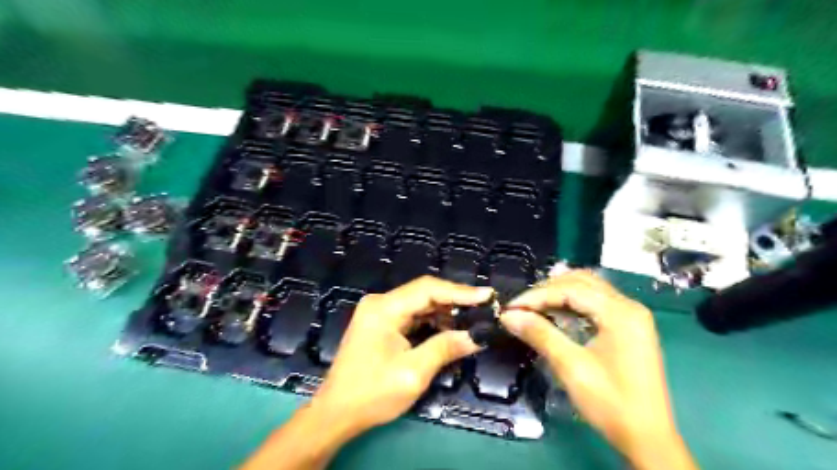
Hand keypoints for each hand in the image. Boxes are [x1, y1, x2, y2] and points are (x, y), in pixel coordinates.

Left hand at [242, 275, 492, 469]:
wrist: (336, 413)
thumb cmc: (372, 393)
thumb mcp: (413, 373)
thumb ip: (445, 348)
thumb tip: (477, 336)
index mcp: (384, 308)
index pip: (427, 289)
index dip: (460, 291)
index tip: (487, 295)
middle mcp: (380, 303)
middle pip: (423, 293)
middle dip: (455, 300)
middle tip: (484, 307)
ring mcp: (379, 313)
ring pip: (419, 304)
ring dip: (445, 311)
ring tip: (472, 318)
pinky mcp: (381, 324)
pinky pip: (412, 315)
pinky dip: (432, 321)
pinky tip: (450, 328)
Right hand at [499, 270, 697, 468]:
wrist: (647, 438)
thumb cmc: (611, 403)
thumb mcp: (571, 367)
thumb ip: (540, 334)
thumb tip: (508, 315)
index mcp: (620, 313)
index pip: (571, 289)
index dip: (537, 295)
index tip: (510, 308)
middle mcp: (629, 306)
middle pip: (581, 281)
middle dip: (547, 290)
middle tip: (521, 307)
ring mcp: (631, 315)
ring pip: (588, 288)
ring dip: (558, 293)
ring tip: (533, 307)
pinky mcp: (628, 326)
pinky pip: (595, 302)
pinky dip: (572, 303)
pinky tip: (555, 314)